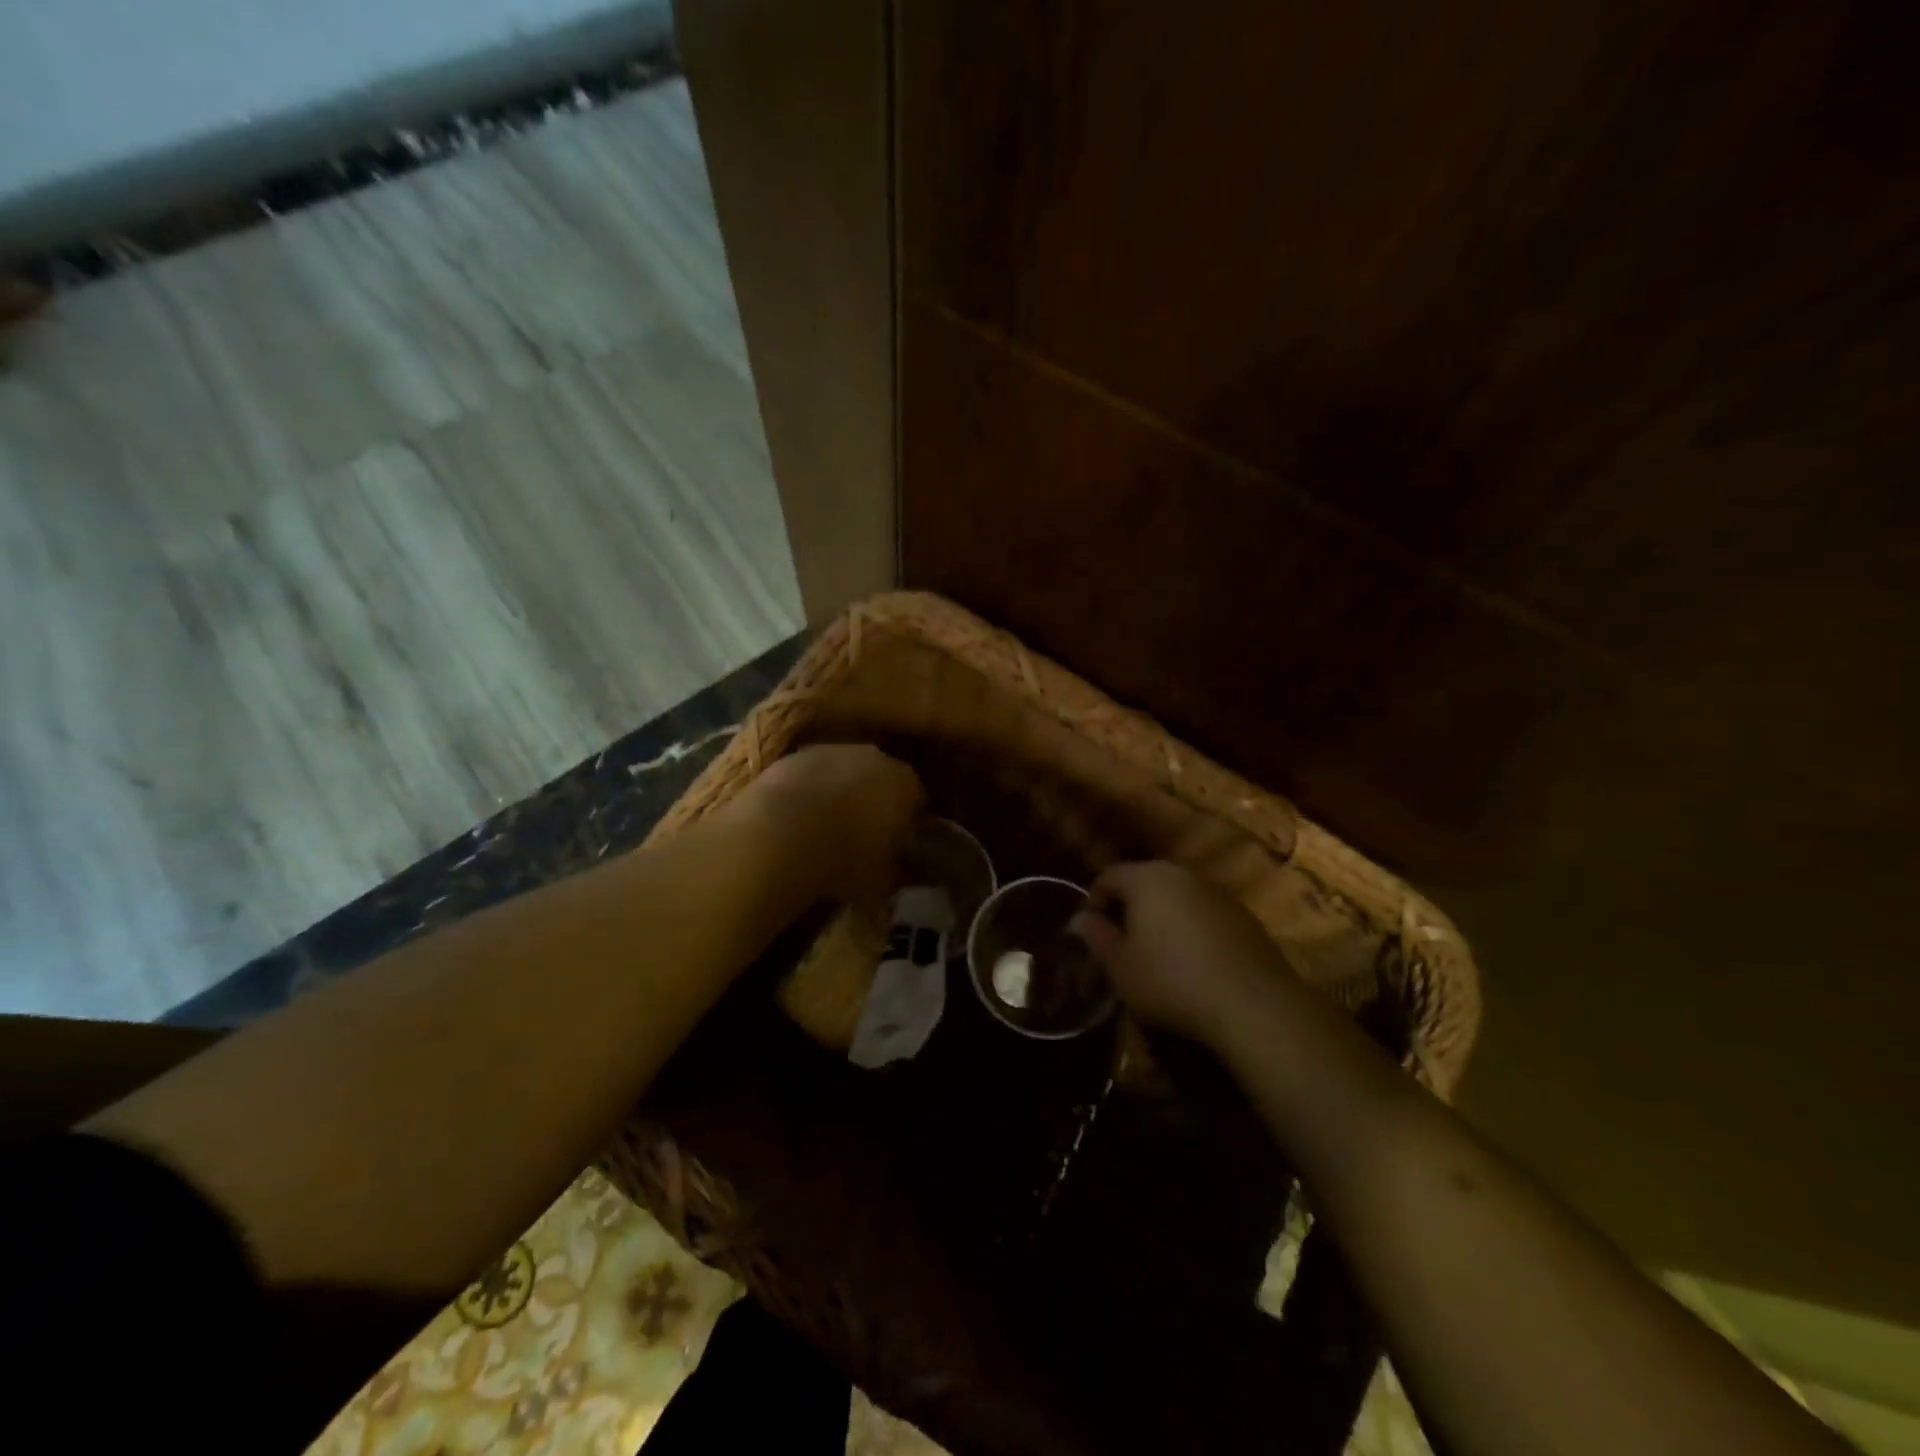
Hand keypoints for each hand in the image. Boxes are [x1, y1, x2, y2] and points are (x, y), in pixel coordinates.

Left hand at [746, 743, 925, 903]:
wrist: (778, 836)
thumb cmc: (843, 860)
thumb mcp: (883, 880)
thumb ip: (896, 867)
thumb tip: (896, 866)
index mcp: (906, 783)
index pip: (918, 798)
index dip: (909, 820)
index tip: (899, 841)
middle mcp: (875, 757)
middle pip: (882, 776)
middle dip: (876, 799)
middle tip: (864, 832)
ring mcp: (832, 750)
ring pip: (845, 770)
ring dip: (841, 790)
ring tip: (827, 826)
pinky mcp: (794, 755)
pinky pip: (812, 774)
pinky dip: (810, 790)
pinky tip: (798, 817)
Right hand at [1069, 861, 1293, 1045]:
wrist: (1252, 1004)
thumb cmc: (1171, 980)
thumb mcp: (1120, 966)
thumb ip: (1096, 937)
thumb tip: (1079, 919)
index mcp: (1146, 878)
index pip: (1108, 875)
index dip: (1094, 900)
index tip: (1092, 931)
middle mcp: (1182, 873)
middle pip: (1144, 880)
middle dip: (1129, 906)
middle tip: (1121, 940)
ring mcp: (1217, 892)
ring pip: (1176, 895)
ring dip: (1162, 915)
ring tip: (1156, 952)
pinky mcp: (1243, 915)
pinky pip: (1203, 912)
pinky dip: (1191, 927)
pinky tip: (1192, 960)